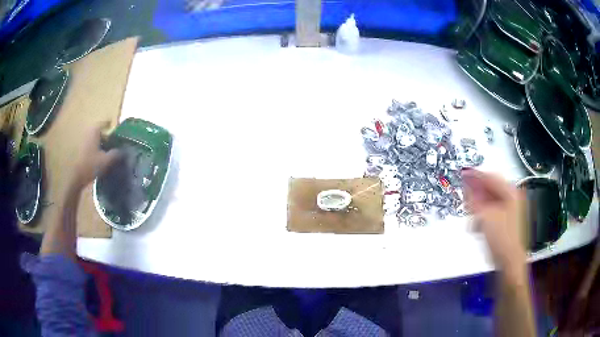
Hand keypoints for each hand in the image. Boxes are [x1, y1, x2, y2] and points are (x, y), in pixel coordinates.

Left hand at [72, 122, 120, 188]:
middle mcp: (89, 131)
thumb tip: (124, 150)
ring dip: (102, 144)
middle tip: (115, 146)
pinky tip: (100, 158)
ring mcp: (84, 139)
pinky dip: (97, 149)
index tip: (119, 137)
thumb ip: (116, 154)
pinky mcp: (81, 148)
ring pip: (96, 138)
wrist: (76, 177)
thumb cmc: (91, 165)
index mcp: (95, 130)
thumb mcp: (106, 160)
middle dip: (108, 137)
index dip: (113, 129)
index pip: (106, 123)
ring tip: (109, 153)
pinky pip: (92, 144)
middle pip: (101, 131)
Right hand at [462, 169, 526, 280]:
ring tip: (471, 214)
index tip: (463, 174)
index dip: (476, 176)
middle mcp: (513, 199)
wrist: (510, 264)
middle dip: (477, 193)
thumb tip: (467, 185)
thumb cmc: (502, 239)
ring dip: (479, 206)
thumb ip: (475, 199)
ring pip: (492, 202)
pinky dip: (484, 215)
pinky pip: (493, 213)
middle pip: (492, 189)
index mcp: (511, 192)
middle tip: (465, 197)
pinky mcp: (507, 223)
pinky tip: (478, 224)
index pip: (491, 178)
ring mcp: (512, 212)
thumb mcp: (485, 216)